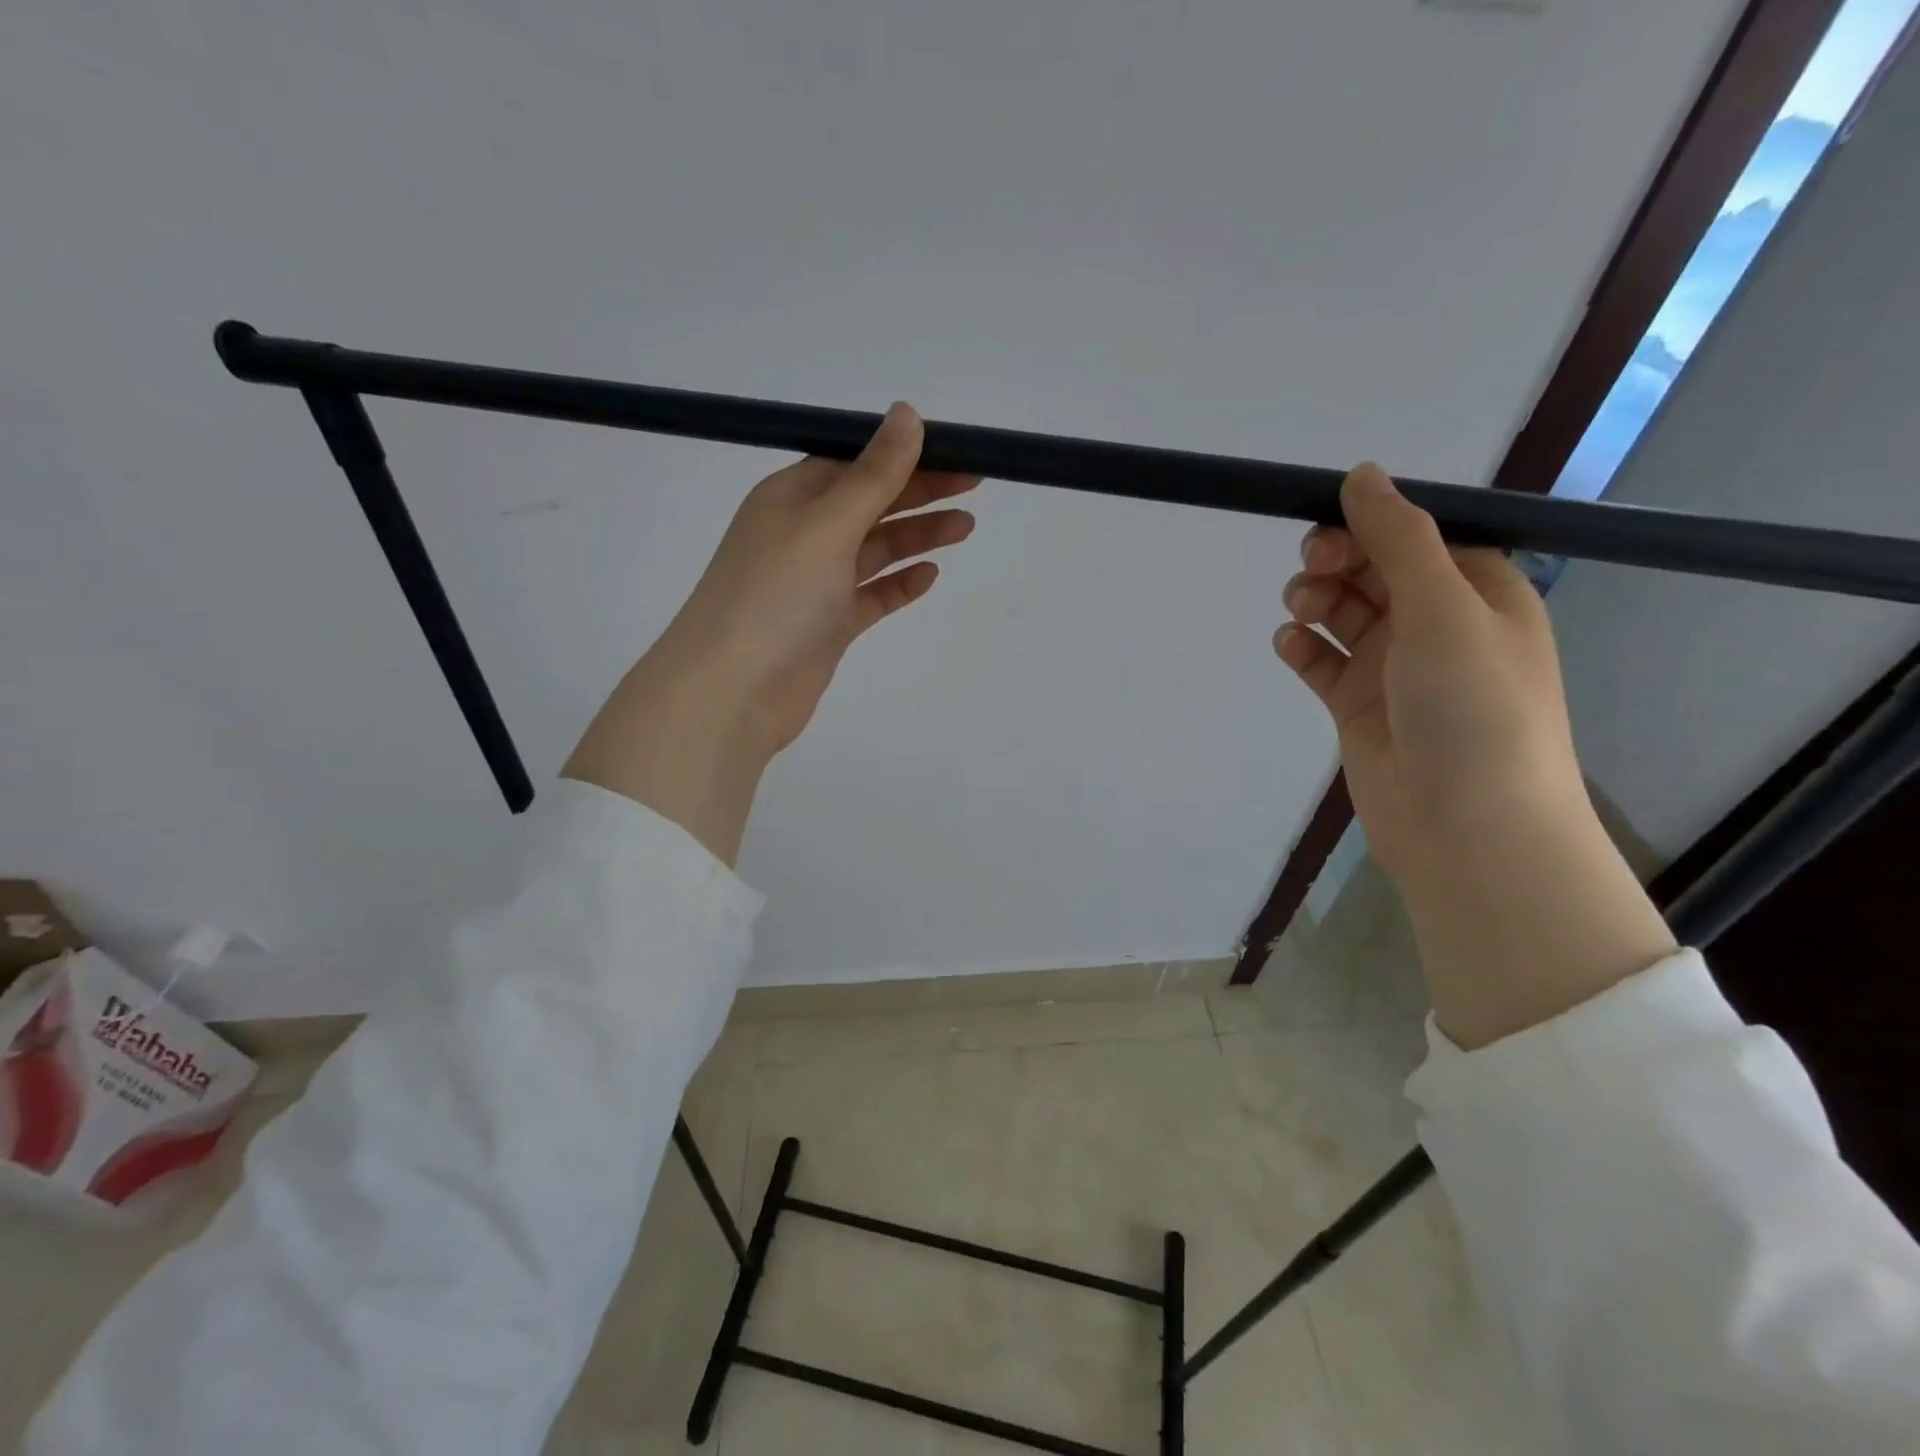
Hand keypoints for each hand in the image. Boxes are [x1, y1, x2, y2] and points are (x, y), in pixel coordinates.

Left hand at [564, 404, 976, 862]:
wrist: (733, 692)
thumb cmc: (775, 596)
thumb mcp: (827, 525)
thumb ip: (873, 475)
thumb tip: (907, 412)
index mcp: (791, 498)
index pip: (855, 463)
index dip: (904, 455)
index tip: (955, 452)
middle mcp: (801, 535)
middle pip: (870, 503)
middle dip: (920, 492)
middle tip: (976, 485)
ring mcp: (814, 584)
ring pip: (875, 550)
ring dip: (917, 536)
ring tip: (966, 527)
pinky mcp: (827, 626)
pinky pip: (870, 596)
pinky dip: (899, 584)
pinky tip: (930, 575)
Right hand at [1273, 463, 1582, 878]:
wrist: (1468, 828)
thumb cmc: (1473, 708)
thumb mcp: (1444, 609)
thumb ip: (1399, 540)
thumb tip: (1362, 474)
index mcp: (1480, 592)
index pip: (1420, 536)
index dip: (1373, 523)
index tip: (1328, 521)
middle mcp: (1439, 624)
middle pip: (1375, 571)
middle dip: (1339, 562)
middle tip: (1312, 569)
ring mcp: (1396, 668)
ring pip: (1343, 614)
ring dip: (1316, 601)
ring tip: (1300, 612)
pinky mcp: (1358, 706)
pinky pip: (1323, 662)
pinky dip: (1304, 649)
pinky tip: (1291, 647)